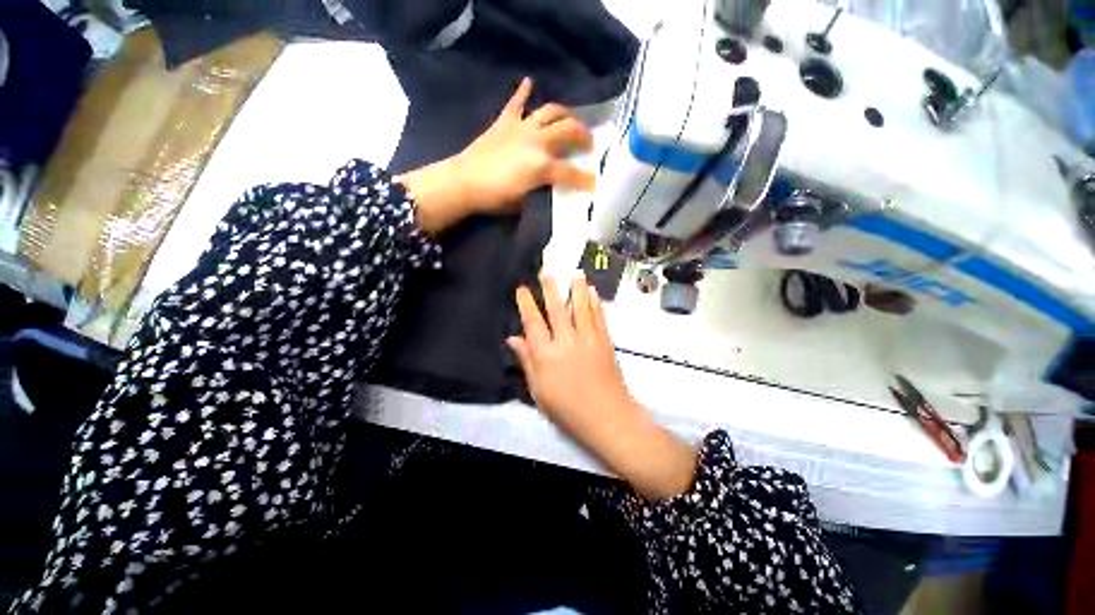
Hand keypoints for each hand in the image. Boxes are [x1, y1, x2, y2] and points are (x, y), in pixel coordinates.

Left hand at [398, 78, 595, 234]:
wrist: (463, 182)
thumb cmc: (494, 197)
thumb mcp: (524, 201)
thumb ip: (541, 190)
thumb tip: (550, 184)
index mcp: (542, 166)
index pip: (571, 173)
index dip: (586, 180)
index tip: (596, 183)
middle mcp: (537, 142)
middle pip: (568, 130)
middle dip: (583, 136)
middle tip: (589, 143)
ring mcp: (521, 128)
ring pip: (550, 111)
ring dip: (564, 113)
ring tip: (571, 119)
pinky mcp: (505, 122)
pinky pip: (516, 102)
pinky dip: (523, 92)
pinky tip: (529, 82)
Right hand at [507, 273, 696, 499]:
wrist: (606, 416)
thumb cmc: (567, 408)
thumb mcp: (539, 390)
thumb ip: (527, 361)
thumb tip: (513, 339)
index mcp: (546, 354)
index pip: (533, 322)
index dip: (526, 304)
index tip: (521, 288)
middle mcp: (566, 341)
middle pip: (557, 308)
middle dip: (550, 287)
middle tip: (546, 269)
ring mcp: (588, 339)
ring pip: (581, 307)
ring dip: (577, 288)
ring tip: (575, 272)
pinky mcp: (605, 341)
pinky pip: (599, 317)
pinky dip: (596, 303)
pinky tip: (594, 292)